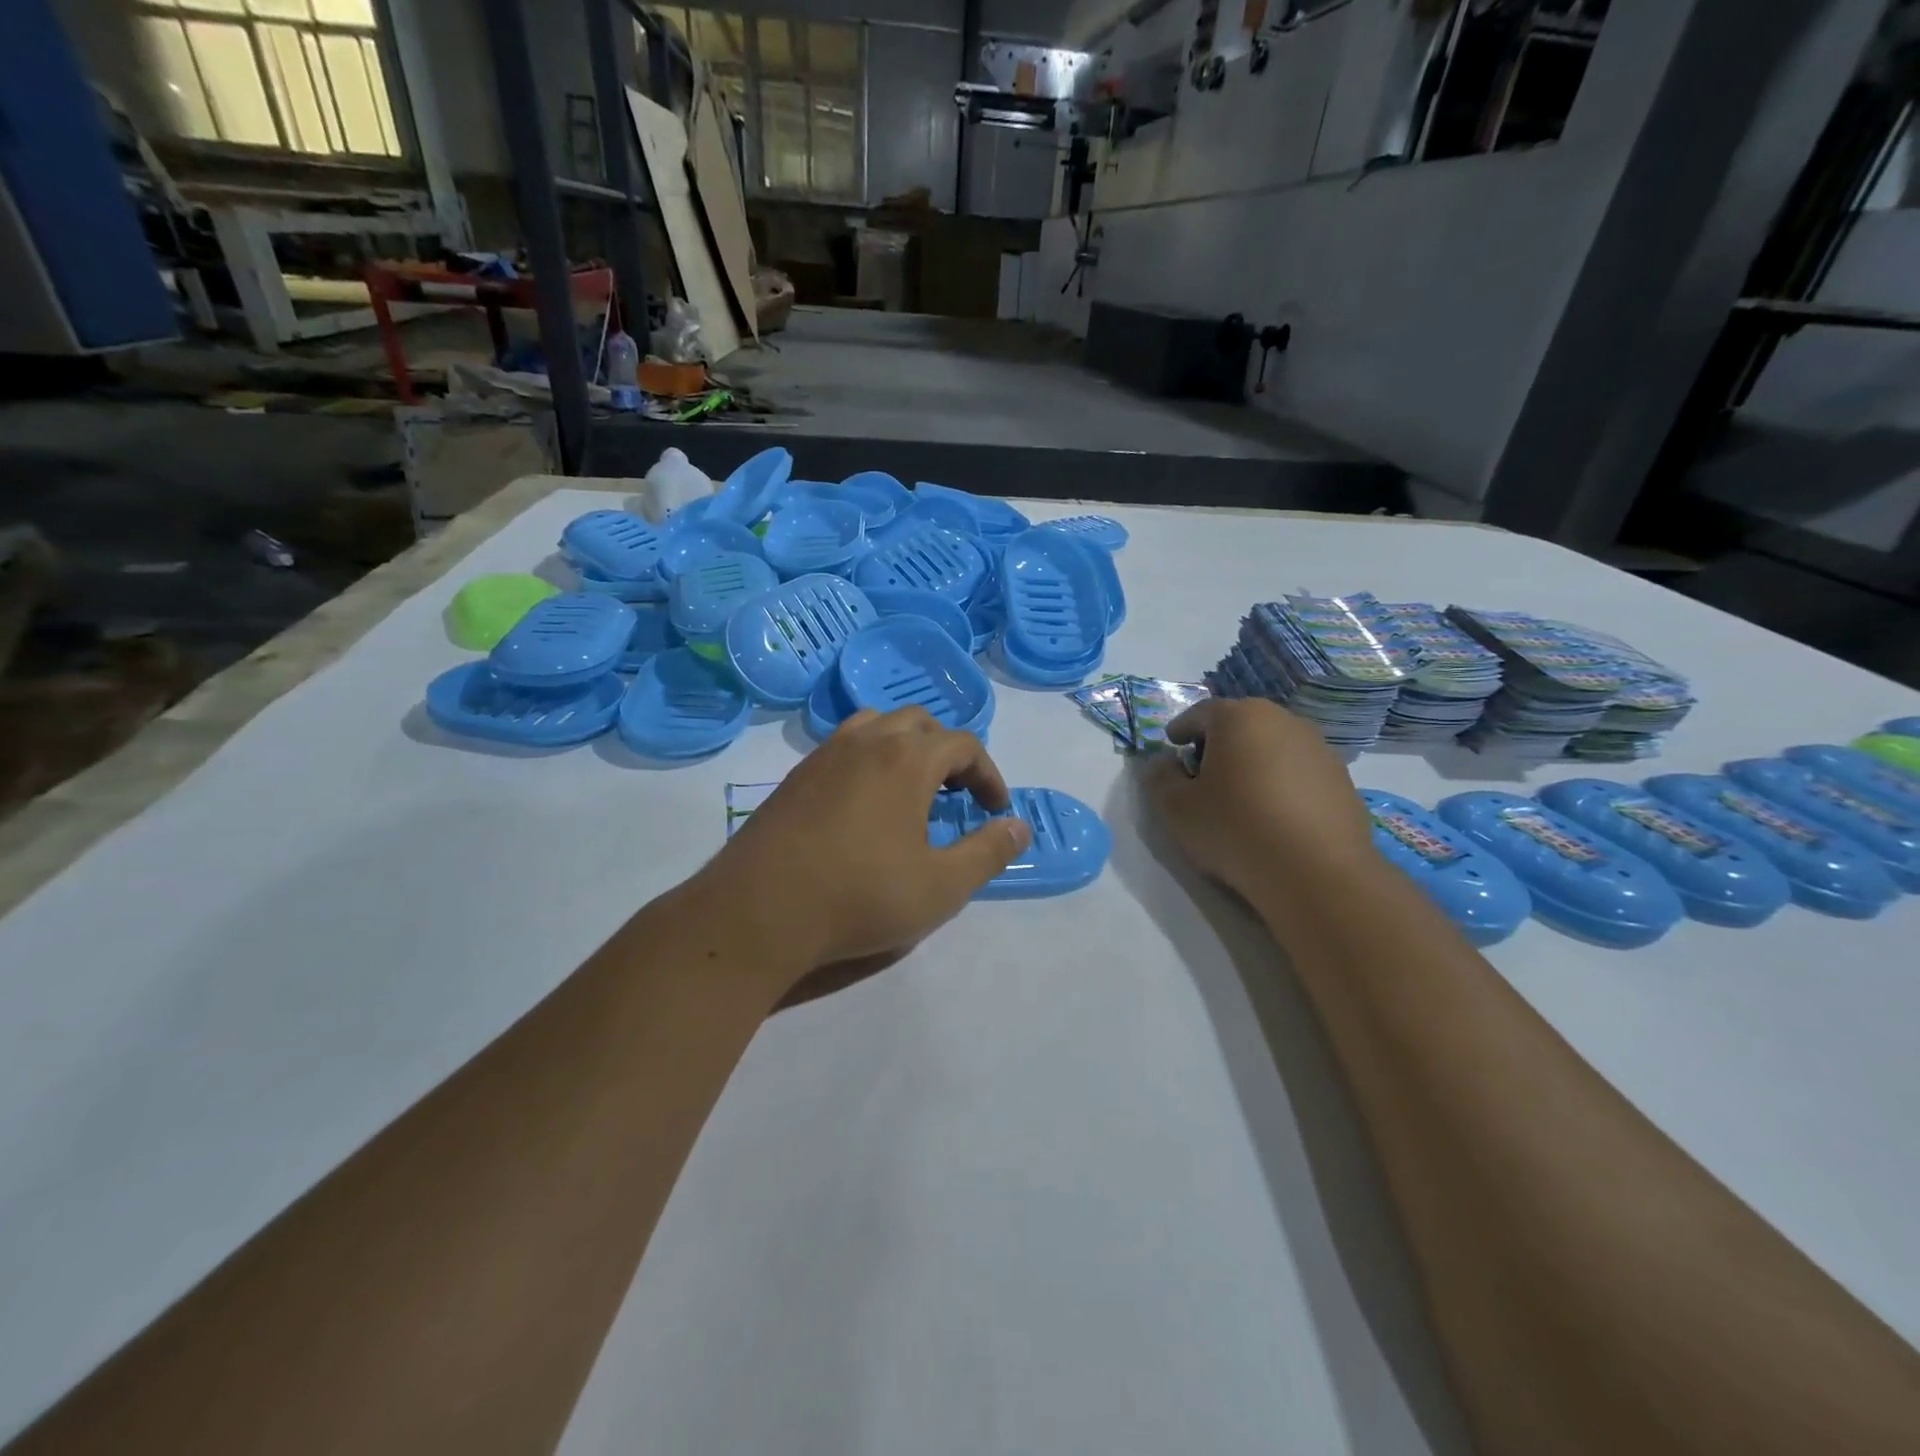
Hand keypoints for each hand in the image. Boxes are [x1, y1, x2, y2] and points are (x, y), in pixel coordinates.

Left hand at [702, 708, 1031, 981]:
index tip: (995, 809)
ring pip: (876, 726)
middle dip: (948, 753)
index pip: (962, 744)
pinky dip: (869, 758)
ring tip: (912, 788)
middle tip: (957, 795)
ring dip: (905, 747)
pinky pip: (843, 746)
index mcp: (907, 759)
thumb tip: (1020, 827)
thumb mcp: (941, 886)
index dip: (987, 773)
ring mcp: (824, 755)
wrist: (758, 911)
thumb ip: (988, 853)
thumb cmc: (860, 897)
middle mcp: (866, 742)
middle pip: (919, 724)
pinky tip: (865, 803)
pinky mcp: (795, 776)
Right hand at [1144, 698, 1375, 903]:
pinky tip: (1274, 816)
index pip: (1200, 713)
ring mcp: (1319, 748)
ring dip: (1253, 762)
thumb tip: (1164, 763)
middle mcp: (1283, 720)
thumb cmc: (1235, 829)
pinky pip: (1299, 772)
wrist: (1317, 873)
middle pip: (1240, 725)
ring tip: (1241, 798)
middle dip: (1218, 744)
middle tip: (1203, 774)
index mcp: (1239, 717)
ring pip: (1273, 746)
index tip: (1172, 748)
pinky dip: (1282, 783)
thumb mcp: (1177, 808)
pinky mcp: (1342, 780)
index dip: (1181, 730)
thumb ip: (1161, 778)